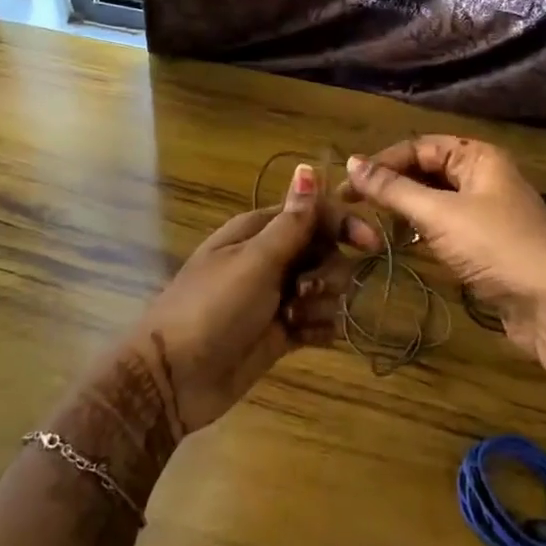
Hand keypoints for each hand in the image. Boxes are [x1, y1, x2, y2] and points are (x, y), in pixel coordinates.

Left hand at [126, 164, 363, 436]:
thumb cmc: (212, 308)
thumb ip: (291, 222)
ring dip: (321, 303)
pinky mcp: (282, 332)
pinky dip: (318, 328)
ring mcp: (276, 297)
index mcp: (259, 232)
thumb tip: (308, 168)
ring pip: (327, 289)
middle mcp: (271, 259)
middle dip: (328, 272)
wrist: (175, 377)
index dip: (344, 225)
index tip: (370, 245)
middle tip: (302, 291)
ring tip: (293, 319)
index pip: (314, 214)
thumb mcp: (254, 262)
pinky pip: (319, 321)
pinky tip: (303, 337)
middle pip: (326, 252)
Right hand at [345, 137, 545, 375]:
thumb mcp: (438, 214)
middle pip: (428, 170)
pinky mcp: (488, 242)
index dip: (383, 162)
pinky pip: (447, 225)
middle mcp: (484, 176)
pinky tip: (405, 241)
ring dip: (406, 208)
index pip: (420, 146)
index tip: (348, 183)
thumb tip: (351, 163)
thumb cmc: (494, 246)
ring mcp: (488, 211)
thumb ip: (393, 189)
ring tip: (373, 221)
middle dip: (393, 184)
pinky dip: (424, 230)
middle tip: (354, 203)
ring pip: (436, 199)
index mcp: (478, 157)